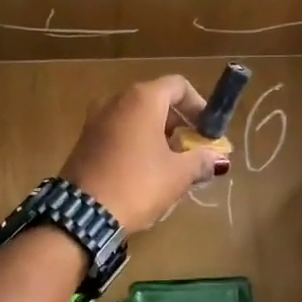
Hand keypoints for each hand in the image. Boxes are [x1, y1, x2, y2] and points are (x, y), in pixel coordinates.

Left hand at [62, 76, 229, 232]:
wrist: (84, 215)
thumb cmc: (138, 185)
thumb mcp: (178, 175)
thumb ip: (201, 161)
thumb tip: (217, 159)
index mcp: (142, 99)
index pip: (178, 86)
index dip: (199, 106)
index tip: (208, 131)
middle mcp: (116, 100)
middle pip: (156, 100)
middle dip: (179, 123)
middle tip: (193, 150)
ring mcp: (96, 119)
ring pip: (136, 118)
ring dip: (158, 135)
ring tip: (172, 165)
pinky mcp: (85, 141)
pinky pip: (119, 133)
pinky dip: (137, 143)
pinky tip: (145, 171)